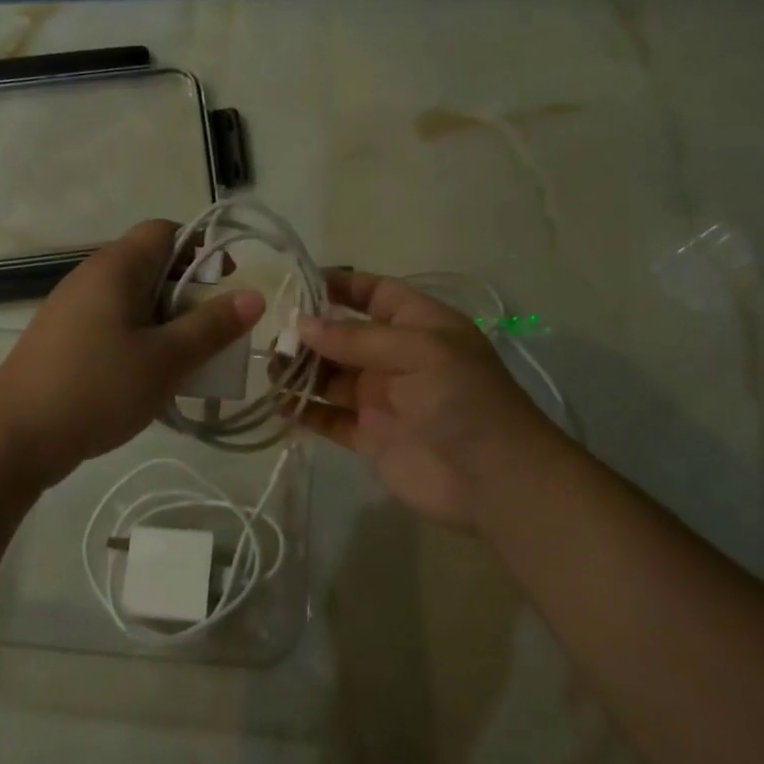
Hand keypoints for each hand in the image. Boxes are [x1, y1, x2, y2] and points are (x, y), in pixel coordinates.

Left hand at [0, 220, 264, 484]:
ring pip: (134, 297)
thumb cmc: (96, 389)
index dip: (200, 249)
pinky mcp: (62, 336)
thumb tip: (254, 295)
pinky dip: (138, 337)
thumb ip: (212, 326)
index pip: (166, 230)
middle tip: (209, 334)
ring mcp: (72, 306)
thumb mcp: (166, 360)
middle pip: (152, 264)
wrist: (13, 438)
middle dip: (188, 293)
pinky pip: (113, 321)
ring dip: (165, 321)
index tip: (222, 288)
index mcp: (117, 267)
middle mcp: (92, 275)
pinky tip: (146, 377)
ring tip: (184, 361)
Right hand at [294, 273, 564, 529]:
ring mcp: (382, 397)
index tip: (297, 283)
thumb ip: (357, 338)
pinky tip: (278, 405)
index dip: (339, 286)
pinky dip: (304, 411)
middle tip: (270, 335)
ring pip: (331, 376)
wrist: (495, 480)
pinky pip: (329, 417)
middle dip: (309, 332)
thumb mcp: (418, 351)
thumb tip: (302, 325)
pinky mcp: (371, 436)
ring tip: (268, 369)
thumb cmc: (463, 398)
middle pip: (344, 336)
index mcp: (419, 325)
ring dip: (301, 370)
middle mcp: (397, 356)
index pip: (374, 293)